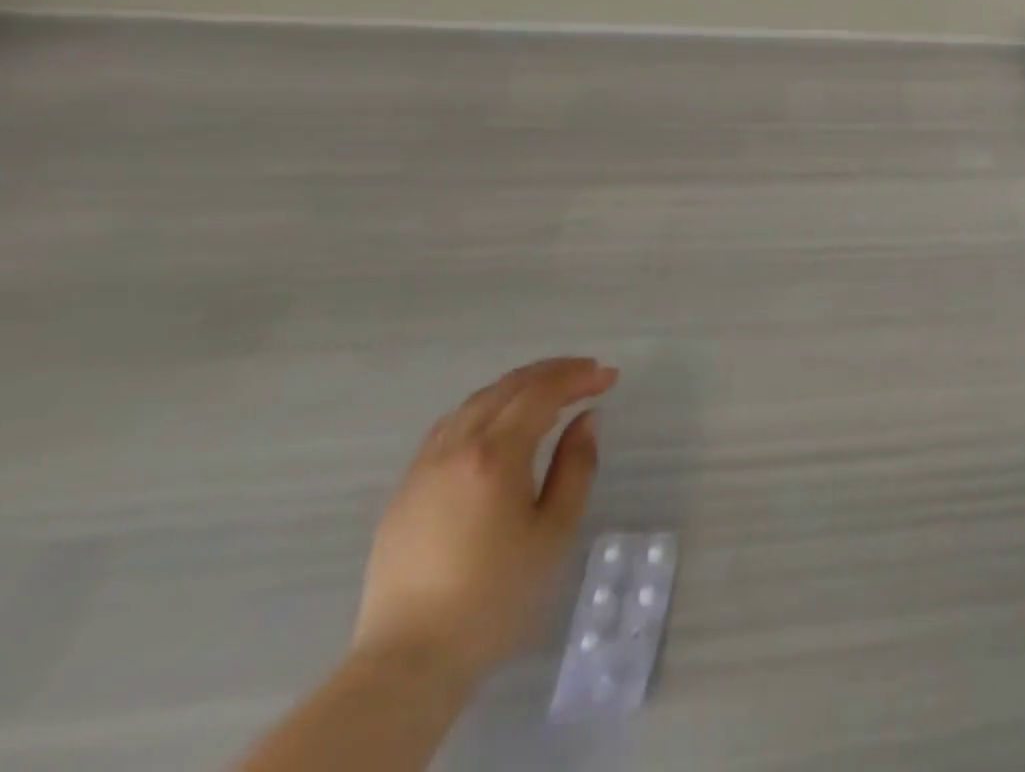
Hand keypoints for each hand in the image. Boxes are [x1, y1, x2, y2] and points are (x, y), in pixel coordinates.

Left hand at [351, 357, 618, 683]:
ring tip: (549, 391)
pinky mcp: (405, 490)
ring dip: (518, 386)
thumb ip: (576, 466)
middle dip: (553, 372)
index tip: (610, 377)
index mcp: (495, 455)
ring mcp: (424, 467)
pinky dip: (485, 408)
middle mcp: (456, 448)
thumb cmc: (496, 596)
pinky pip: (450, 426)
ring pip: (475, 402)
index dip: (579, 377)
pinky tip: (500, 422)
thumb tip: (586, 419)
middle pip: (508, 388)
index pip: (543, 393)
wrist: (408, 661)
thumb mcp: (555, 530)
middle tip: (588, 373)